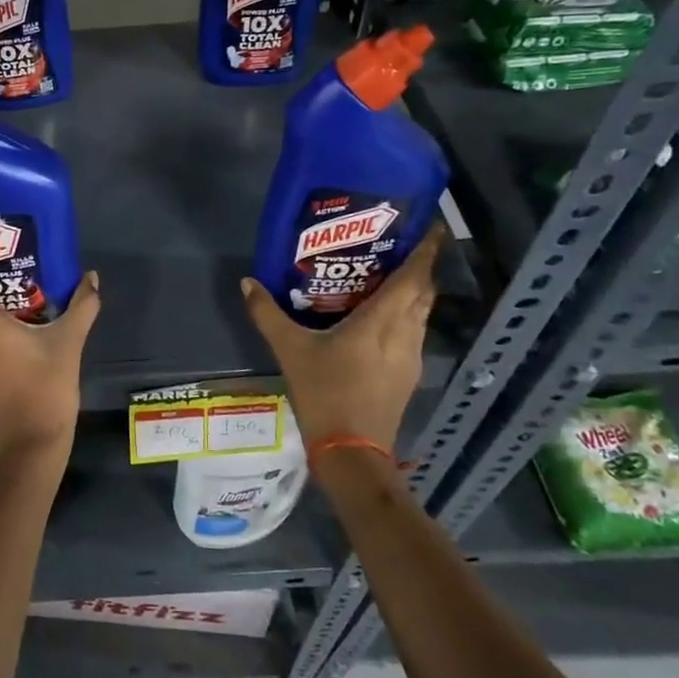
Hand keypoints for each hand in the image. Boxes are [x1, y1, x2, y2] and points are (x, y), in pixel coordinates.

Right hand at [239, 226, 444, 449]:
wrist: (351, 452)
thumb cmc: (326, 392)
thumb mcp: (290, 350)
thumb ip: (268, 314)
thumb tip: (248, 282)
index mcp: (383, 321)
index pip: (415, 277)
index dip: (426, 250)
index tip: (430, 225)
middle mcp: (405, 334)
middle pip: (423, 292)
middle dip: (418, 266)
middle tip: (397, 244)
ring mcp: (411, 357)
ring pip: (421, 313)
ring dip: (412, 292)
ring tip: (387, 275)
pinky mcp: (408, 375)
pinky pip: (413, 332)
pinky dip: (404, 315)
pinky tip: (380, 318)